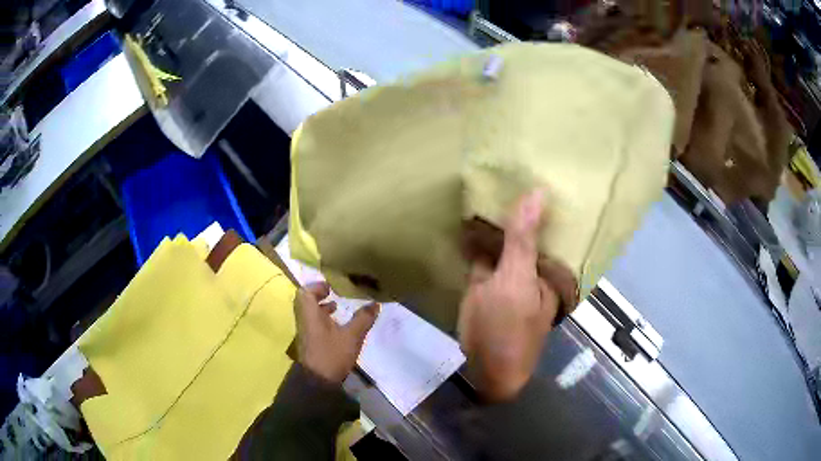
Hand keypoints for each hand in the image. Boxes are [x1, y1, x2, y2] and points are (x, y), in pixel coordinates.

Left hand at [294, 282, 379, 383]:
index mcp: (310, 314)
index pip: (305, 292)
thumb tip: (375, 303)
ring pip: (309, 313)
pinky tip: (338, 326)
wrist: (318, 381)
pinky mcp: (309, 342)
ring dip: (321, 307)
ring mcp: (305, 331)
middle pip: (306, 301)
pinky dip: (323, 319)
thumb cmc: (332, 354)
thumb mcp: (352, 336)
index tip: (331, 286)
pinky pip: (313, 323)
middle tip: (334, 293)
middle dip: (319, 295)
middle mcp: (304, 320)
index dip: (316, 286)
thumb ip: (363, 318)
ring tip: (337, 307)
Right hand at [458, 191, 559, 401]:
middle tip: (502, 170)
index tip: (530, 167)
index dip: (539, 199)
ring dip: (495, 221)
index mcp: (549, 266)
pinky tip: (468, 220)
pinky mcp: (486, 283)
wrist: (486, 370)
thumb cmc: (507, 328)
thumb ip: (522, 239)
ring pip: (503, 241)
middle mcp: (532, 267)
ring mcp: (508, 275)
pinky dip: (477, 240)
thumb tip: (538, 192)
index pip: (547, 224)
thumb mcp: (515, 281)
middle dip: (514, 206)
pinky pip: (484, 255)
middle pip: (525, 230)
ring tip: (485, 185)